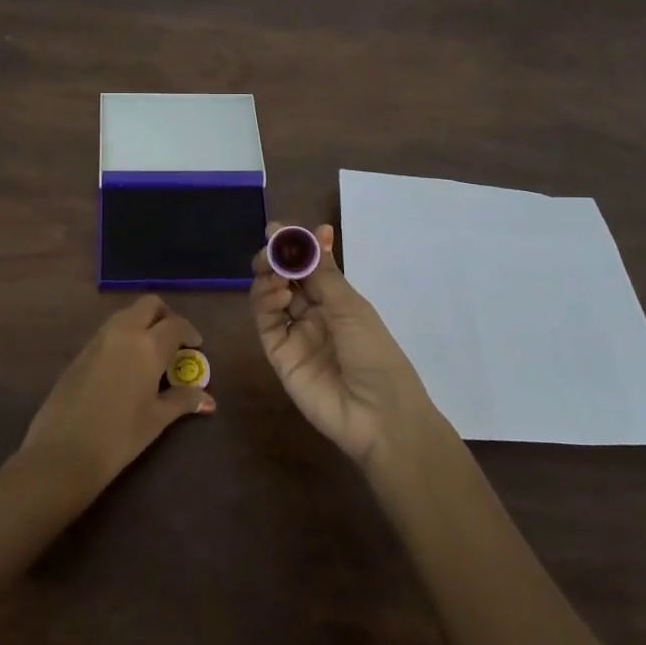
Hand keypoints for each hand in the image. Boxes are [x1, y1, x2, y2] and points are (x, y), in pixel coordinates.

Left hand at [20, 296, 215, 490]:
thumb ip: (182, 401)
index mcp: (147, 346)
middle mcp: (123, 333)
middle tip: (174, 340)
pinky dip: (124, 336)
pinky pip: (108, 331)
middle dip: (165, 315)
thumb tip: (208, 400)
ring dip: (142, 323)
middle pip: (148, 305)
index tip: (196, 346)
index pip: (175, 325)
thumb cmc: (119, 437)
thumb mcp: (156, 419)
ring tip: (151, 353)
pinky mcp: (80, 352)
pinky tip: (126, 365)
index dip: (190, 332)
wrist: (62, 452)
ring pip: (126, 314)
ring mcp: (98, 340)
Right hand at [251, 222, 441, 467]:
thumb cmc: (375, 354)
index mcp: (337, 300)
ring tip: (277, 274)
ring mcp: (295, 334)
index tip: (278, 229)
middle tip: (272, 248)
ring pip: (270, 297)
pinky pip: (267, 323)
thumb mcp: (352, 307)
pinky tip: (279, 294)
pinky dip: (266, 303)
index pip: (309, 265)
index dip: (294, 246)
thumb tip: (316, 230)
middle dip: (275, 259)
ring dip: (269, 278)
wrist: (379, 415)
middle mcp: (313, 313)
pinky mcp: (280, 354)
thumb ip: (324, 272)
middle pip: (284, 278)